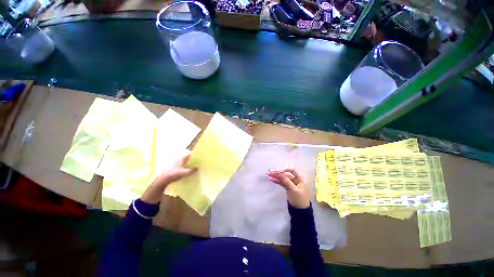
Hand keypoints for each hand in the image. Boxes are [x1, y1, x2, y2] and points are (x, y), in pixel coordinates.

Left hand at [141, 154, 196, 203]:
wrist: (163, 180)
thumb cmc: (174, 174)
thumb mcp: (184, 173)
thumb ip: (191, 170)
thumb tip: (197, 168)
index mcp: (182, 158)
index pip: (189, 153)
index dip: (194, 153)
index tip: (199, 156)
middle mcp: (179, 159)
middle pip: (187, 157)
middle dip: (192, 158)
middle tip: (198, 161)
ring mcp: (177, 163)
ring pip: (185, 161)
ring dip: (189, 162)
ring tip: (195, 165)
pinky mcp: (175, 167)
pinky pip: (183, 165)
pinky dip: (186, 166)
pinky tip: (189, 170)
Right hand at [266, 169, 309, 208]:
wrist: (299, 210)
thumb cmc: (299, 199)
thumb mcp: (293, 189)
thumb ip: (287, 181)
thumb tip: (280, 173)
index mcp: (299, 179)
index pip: (292, 171)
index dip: (285, 170)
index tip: (279, 171)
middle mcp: (294, 180)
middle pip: (285, 174)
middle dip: (278, 173)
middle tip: (270, 172)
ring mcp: (290, 184)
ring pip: (282, 178)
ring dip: (275, 176)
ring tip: (268, 175)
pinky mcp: (287, 187)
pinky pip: (281, 183)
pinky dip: (276, 181)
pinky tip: (271, 180)